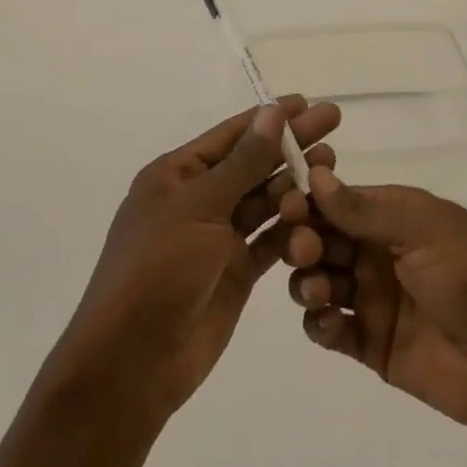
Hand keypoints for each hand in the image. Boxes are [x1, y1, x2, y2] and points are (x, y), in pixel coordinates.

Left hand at [45, 97, 340, 425]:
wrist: (131, 364)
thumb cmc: (158, 269)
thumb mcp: (200, 207)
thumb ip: (243, 162)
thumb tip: (273, 112)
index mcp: (177, 175)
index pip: (232, 135)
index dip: (271, 118)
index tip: (309, 102)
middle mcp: (198, 200)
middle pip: (253, 164)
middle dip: (292, 145)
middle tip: (334, 125)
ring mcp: (217, 238)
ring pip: (264, 201)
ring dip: (296, 184)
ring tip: (333, 166)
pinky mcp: (234, 272)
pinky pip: (269, 241)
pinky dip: (293, 227)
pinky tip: (323, 212)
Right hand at [280, 166, 466, 458]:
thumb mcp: (424, 229)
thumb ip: (366, 208)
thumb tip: (315, 176)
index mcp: (394, 216)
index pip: (338, 200)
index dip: (309, 201)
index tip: (287, 206)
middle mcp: (378, 252)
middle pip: (322, 238)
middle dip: (304, 240)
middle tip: (303, 251)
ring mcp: (373, 299)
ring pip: (320, 280)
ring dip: (307, 281)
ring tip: (320, 292)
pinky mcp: (370, 344)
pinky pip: (329, 329)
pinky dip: (319, 324)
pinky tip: (329, 324)